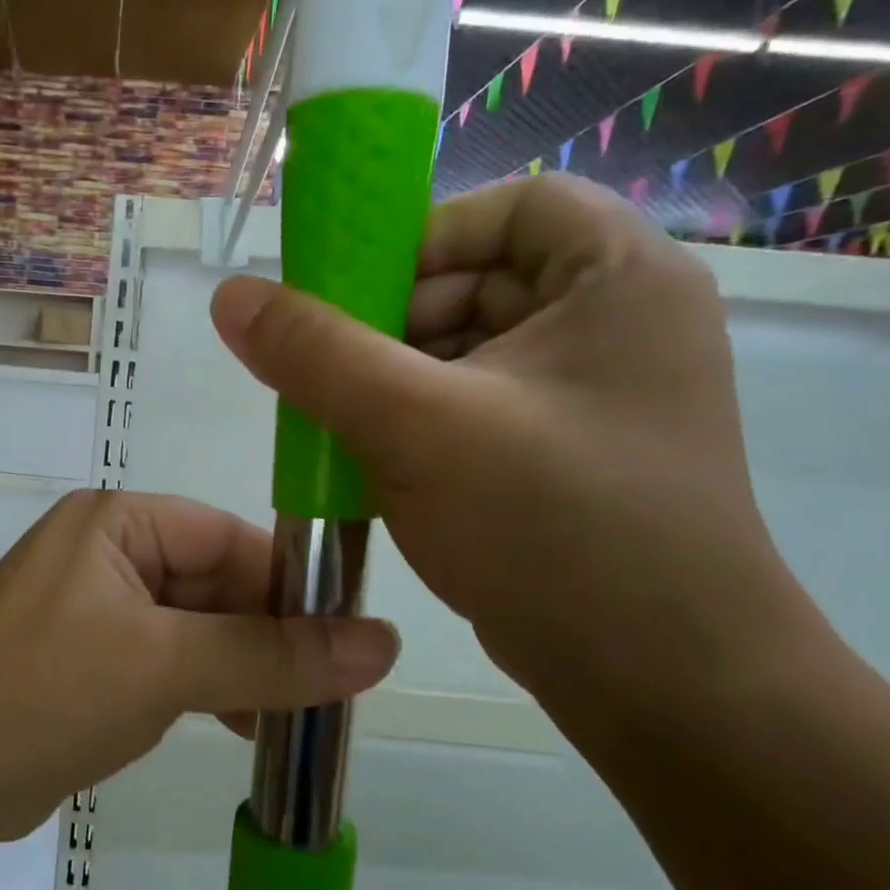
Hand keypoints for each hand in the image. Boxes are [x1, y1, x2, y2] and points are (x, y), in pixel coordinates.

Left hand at [0, 490, 397, 846]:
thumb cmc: (44, 692)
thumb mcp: (165, 666)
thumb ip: (272, 656)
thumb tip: (385, 643)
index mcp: (117, 523)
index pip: (227, 536)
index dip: (291, 582)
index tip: (350, 633)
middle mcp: (107, 555)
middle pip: (215, 583)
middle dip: (269, 634)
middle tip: (334, 687)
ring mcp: (96, 610)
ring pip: (196, 628)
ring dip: (243, 667)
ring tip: (296, 714)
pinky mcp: (89, 662)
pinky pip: (167, 662)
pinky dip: (206, 688)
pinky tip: (244, 723)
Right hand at [210, 174, 811, 725]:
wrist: (658, 681)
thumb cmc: (553, 528)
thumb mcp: (417, 427)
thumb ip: (316, 353)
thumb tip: (231, 297)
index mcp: (620, 281)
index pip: (513, 207)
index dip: (425, 236)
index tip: (354, 295)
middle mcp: (617, 325)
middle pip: (478, 281)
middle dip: (391, 325)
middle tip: (326, 373)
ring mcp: (593, 396)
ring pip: (465, 353)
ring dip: (392, 381)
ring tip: (340, 426)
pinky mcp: (565, 454)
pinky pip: (471, 408)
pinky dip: (415, 424)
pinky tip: (373, 463)